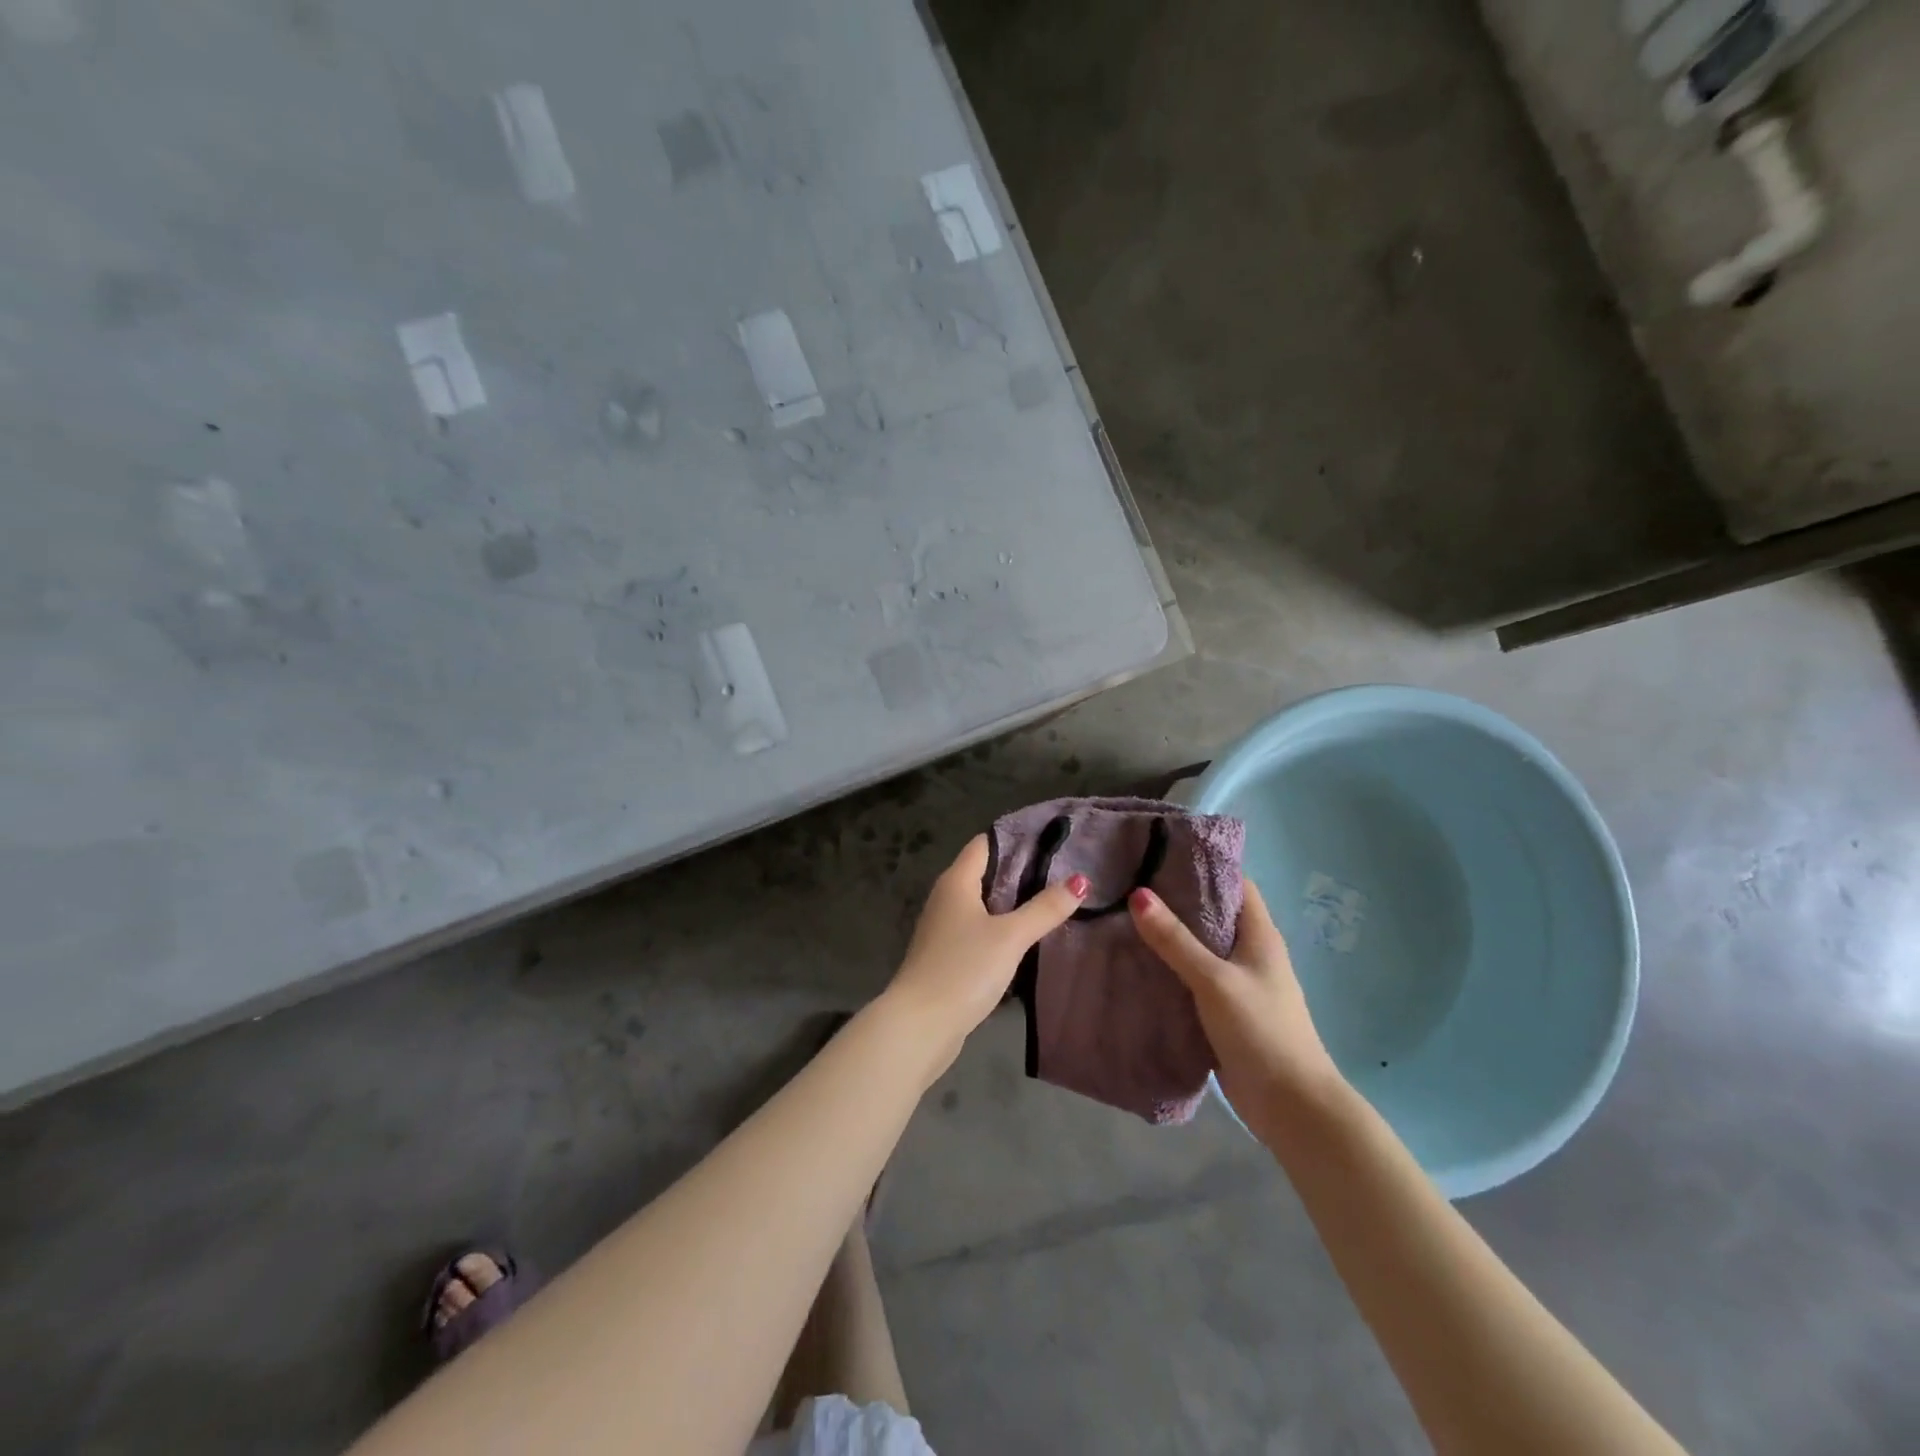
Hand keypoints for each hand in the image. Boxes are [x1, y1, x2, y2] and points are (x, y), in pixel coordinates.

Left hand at [886, 834, 1087, 1052]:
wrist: (921, 1025)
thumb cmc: (963, 969)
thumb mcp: (1010, 937)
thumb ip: (1044, 908)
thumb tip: (1080, 880)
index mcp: (956, 881)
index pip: (985, 844)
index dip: (1015, 839)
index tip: (1051, 840)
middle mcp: (946, 898)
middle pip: (985, 873)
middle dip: (1020, 872)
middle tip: (1062, 871)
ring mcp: (944, 929)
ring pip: (983, 905)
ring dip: (1013, 903)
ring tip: (1052, 901)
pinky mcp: (948, 956)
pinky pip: (979, 931)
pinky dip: (1002, 929)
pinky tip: (1027, 939)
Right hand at [1129, 878, 1343, 1129]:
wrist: (1291, 1106)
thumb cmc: (1262, 1031)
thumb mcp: (1215, 980)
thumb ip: (1176, 940)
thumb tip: (1138, 894)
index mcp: (1259, 936)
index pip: (1234, 884)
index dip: (1202, 866)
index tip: (1161, 854)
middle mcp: (1250, 954)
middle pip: (1212, 914)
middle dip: (1176, 899)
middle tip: (1130, 883)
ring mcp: (1238, 984)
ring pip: (1200, 948)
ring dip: (1169, 936)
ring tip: (1123, 917)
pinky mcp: (1224, 1012)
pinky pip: (1192, 979)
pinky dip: (1169, 969)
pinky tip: (1137, 964)